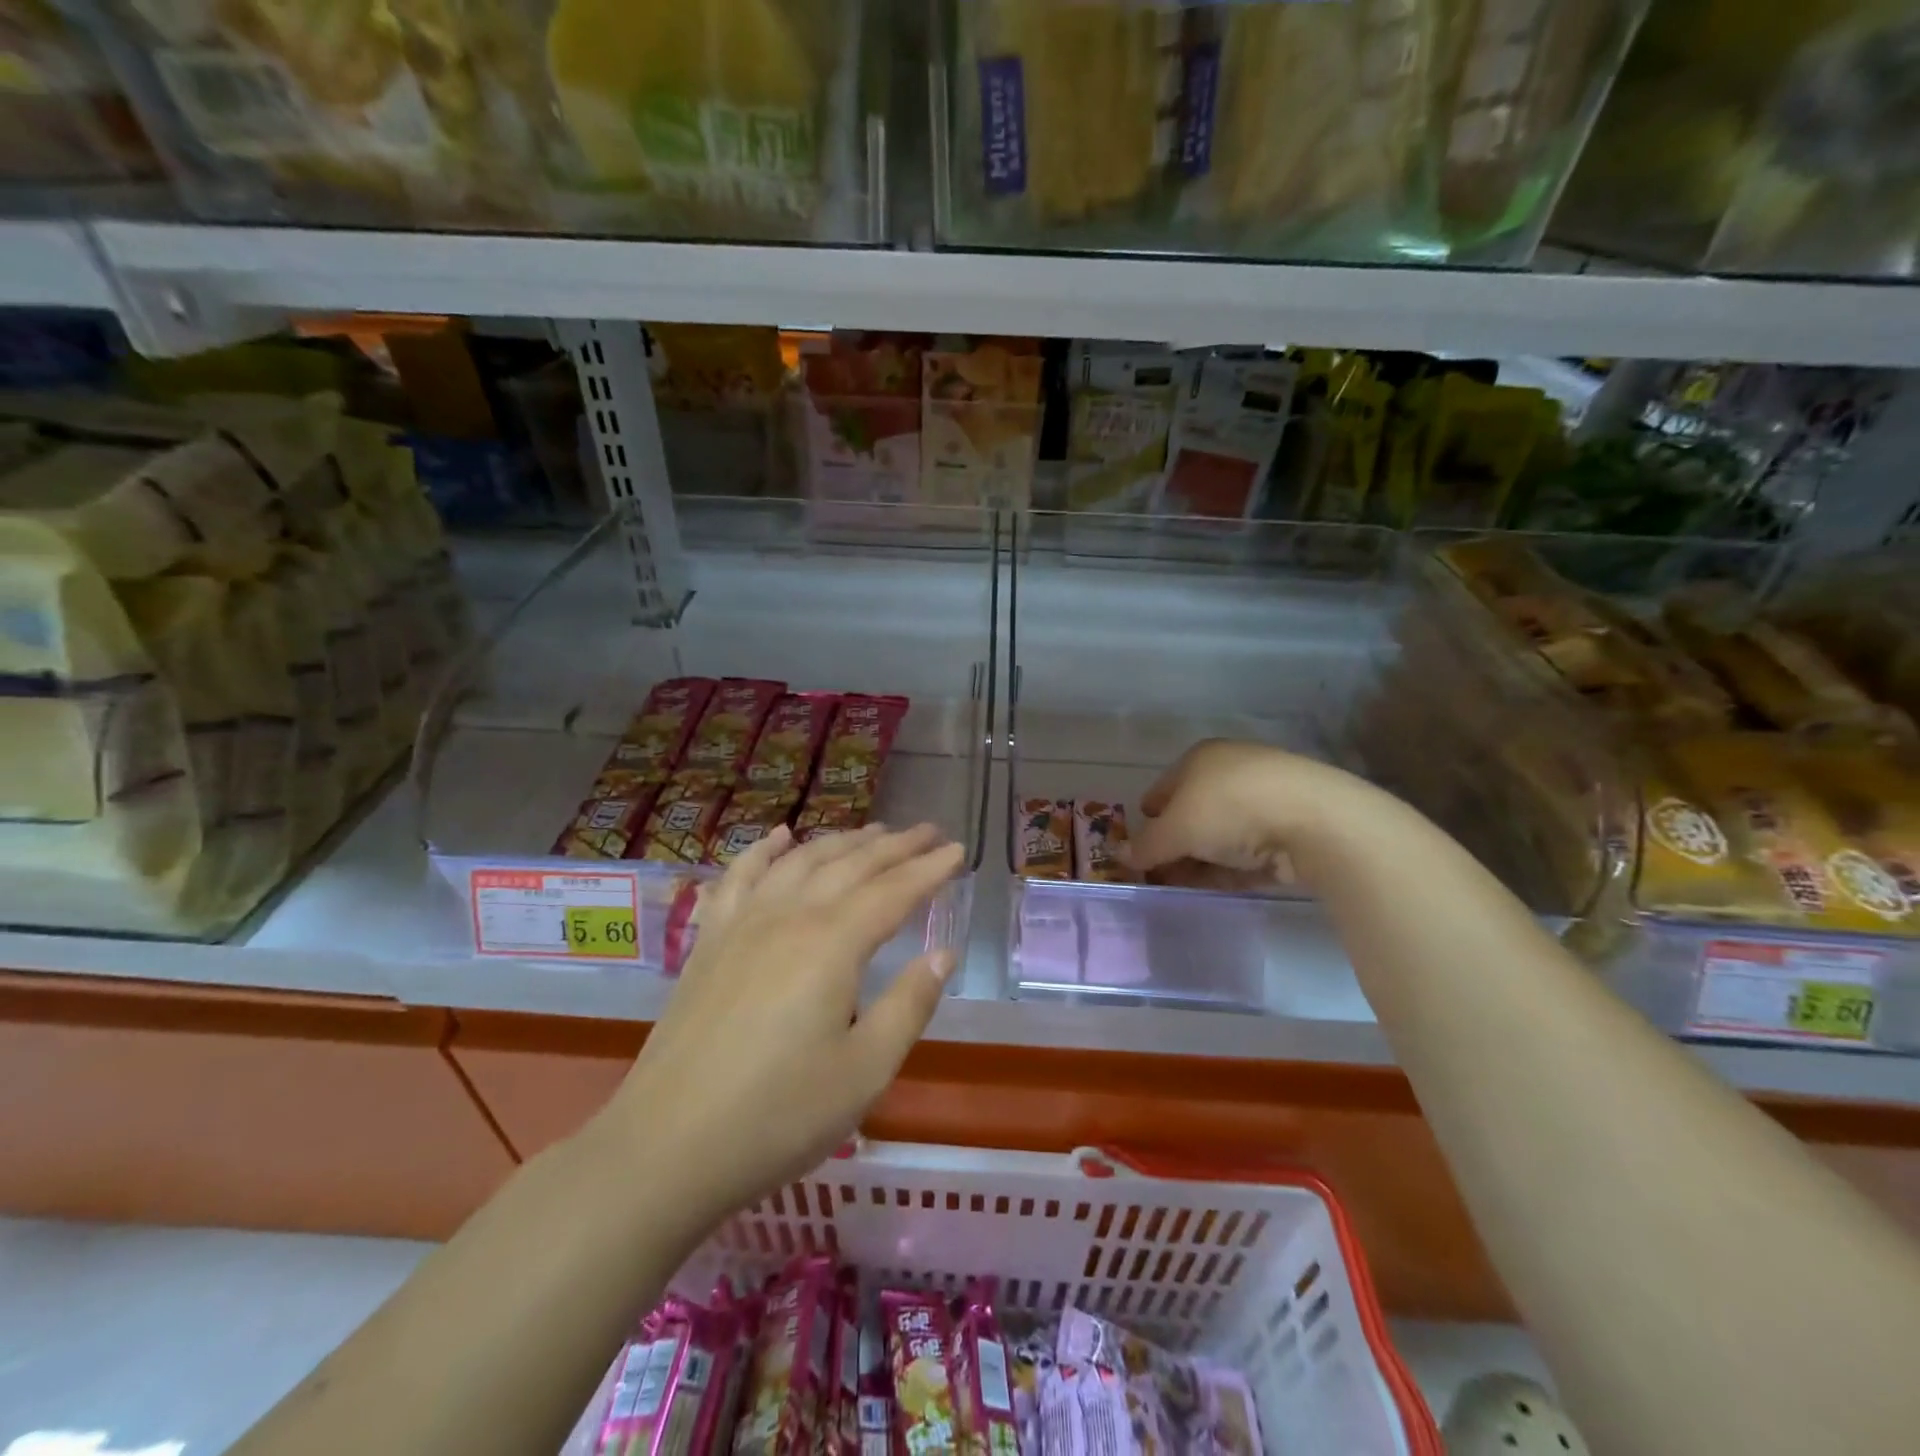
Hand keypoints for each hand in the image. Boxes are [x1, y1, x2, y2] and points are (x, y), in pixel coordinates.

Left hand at [605, 822, 964, 1237]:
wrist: (665, 1147)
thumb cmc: (778, 1116)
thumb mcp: (864, 1072)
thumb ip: (909, 1005)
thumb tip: (943, 952)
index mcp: (832, 945)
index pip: (893, 892)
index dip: (929, 869)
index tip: (959, 849)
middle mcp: (789, 917)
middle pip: (850, 865)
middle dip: (894, 845)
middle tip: (928, 831)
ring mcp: (743, 924)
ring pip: (800, 862)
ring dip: (841, 841)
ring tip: (873, 831)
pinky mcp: (710, 942)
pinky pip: (739, 877)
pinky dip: (764, 850)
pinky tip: (779, 837)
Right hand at [1133, 739, 1366, 888]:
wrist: (1314, 820)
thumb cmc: (1229, 809)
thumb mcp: (1175, 831)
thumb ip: (1146, 846)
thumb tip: (1123, 857)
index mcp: (1200, 758)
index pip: (1163, 788)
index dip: (1148, 817)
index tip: (1138, 846)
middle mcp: (1231, 771)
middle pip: (1192, 812)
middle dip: (1173, 843)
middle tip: (1158, 873)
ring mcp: (1264, 799)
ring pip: (1221, 834)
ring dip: (1200, 859)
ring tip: (1182, 886)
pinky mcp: (1290, 828)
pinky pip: (1248, 850)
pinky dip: (1229, 867)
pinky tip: (1216, 886)